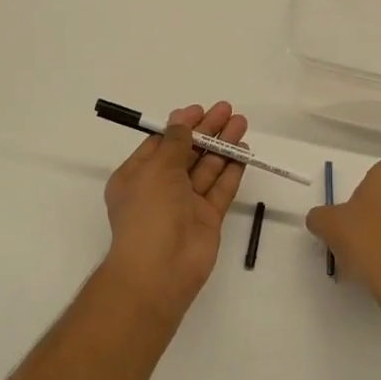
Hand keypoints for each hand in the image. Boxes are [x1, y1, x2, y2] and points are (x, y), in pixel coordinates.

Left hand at [101, 102, 248, 316]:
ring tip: (242, 124)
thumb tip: (181, 120)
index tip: (200, 110)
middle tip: (228, 111)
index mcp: (137, 176)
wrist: (160, 269)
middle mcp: (160, 188)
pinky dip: (231, 171)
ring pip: (207, 168)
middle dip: (207, 131)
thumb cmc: (149, 212)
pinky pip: (220, 189)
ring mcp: (185, 204)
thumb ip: (174, 142)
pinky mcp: (207, 218)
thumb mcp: (156, 168)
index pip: (160, 143)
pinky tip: (243, 153)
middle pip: (187, 153)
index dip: (181, 125)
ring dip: (223, 146)